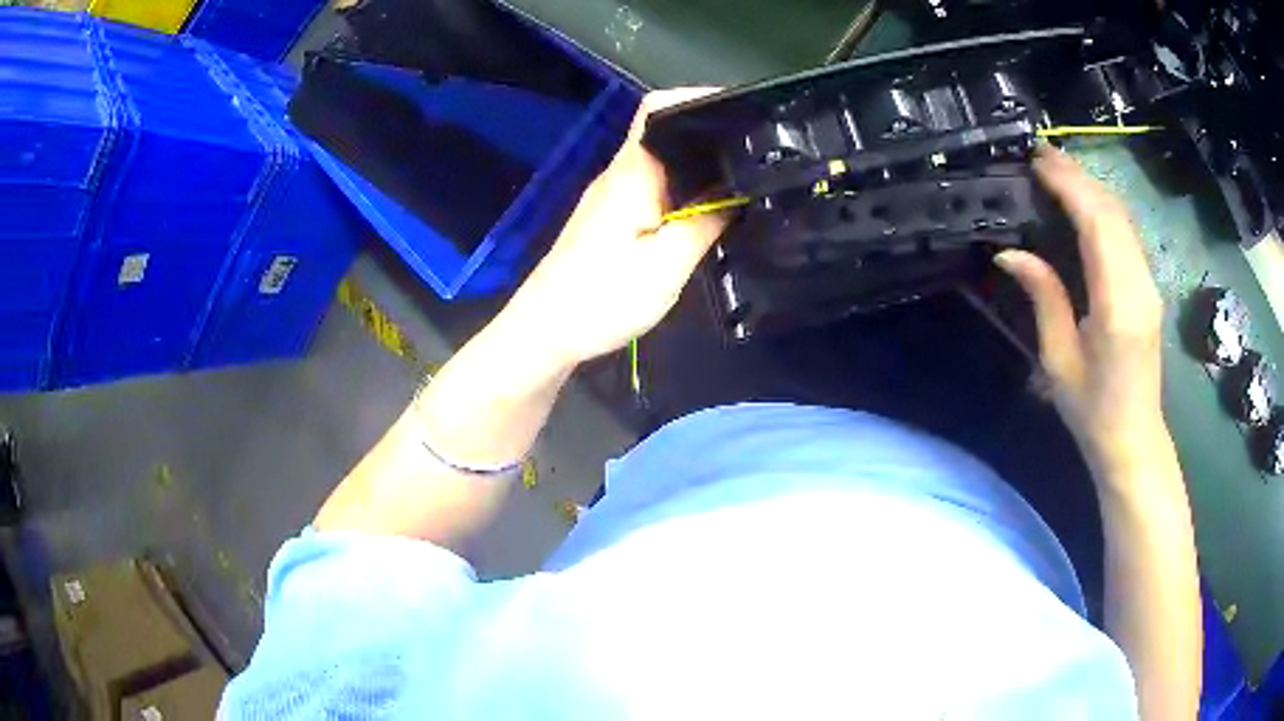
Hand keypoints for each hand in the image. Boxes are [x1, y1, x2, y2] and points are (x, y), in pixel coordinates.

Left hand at [502, 89, 730, 367]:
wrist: (544, 332)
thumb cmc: (601, 299)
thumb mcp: (666, 265)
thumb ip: (705, 221)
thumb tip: (737, 190)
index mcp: (632, 172)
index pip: (657, 109)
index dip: (696, 99)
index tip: (741, 110)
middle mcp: (620, 173)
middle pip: (664, 133)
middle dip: (709, 134)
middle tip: (757, 150)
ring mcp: (611, 195)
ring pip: (661, 162)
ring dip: (698, 165)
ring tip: (742, 177)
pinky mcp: (609, 218)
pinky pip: (653, 188)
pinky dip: (682, 190)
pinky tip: (706, 209)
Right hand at [996, 148, 1169, 485]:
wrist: (1134, 440)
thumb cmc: (1092, 410)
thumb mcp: (1059, 359)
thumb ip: (1044, 297)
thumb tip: (1011, 252)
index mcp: (1117, 304)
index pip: (1098, 224)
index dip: (1069, 185)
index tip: (1038, 161)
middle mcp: (1140, 285)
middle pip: (1113, 212)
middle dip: (1078, 176)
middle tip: (1041, 156)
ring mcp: (1149, 285)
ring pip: (1123, 218)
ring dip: (1091, 187)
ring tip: (1057, 171)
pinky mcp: (1149, 288)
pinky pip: (1127, 234)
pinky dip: (1103, 208)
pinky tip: (1083, 202)